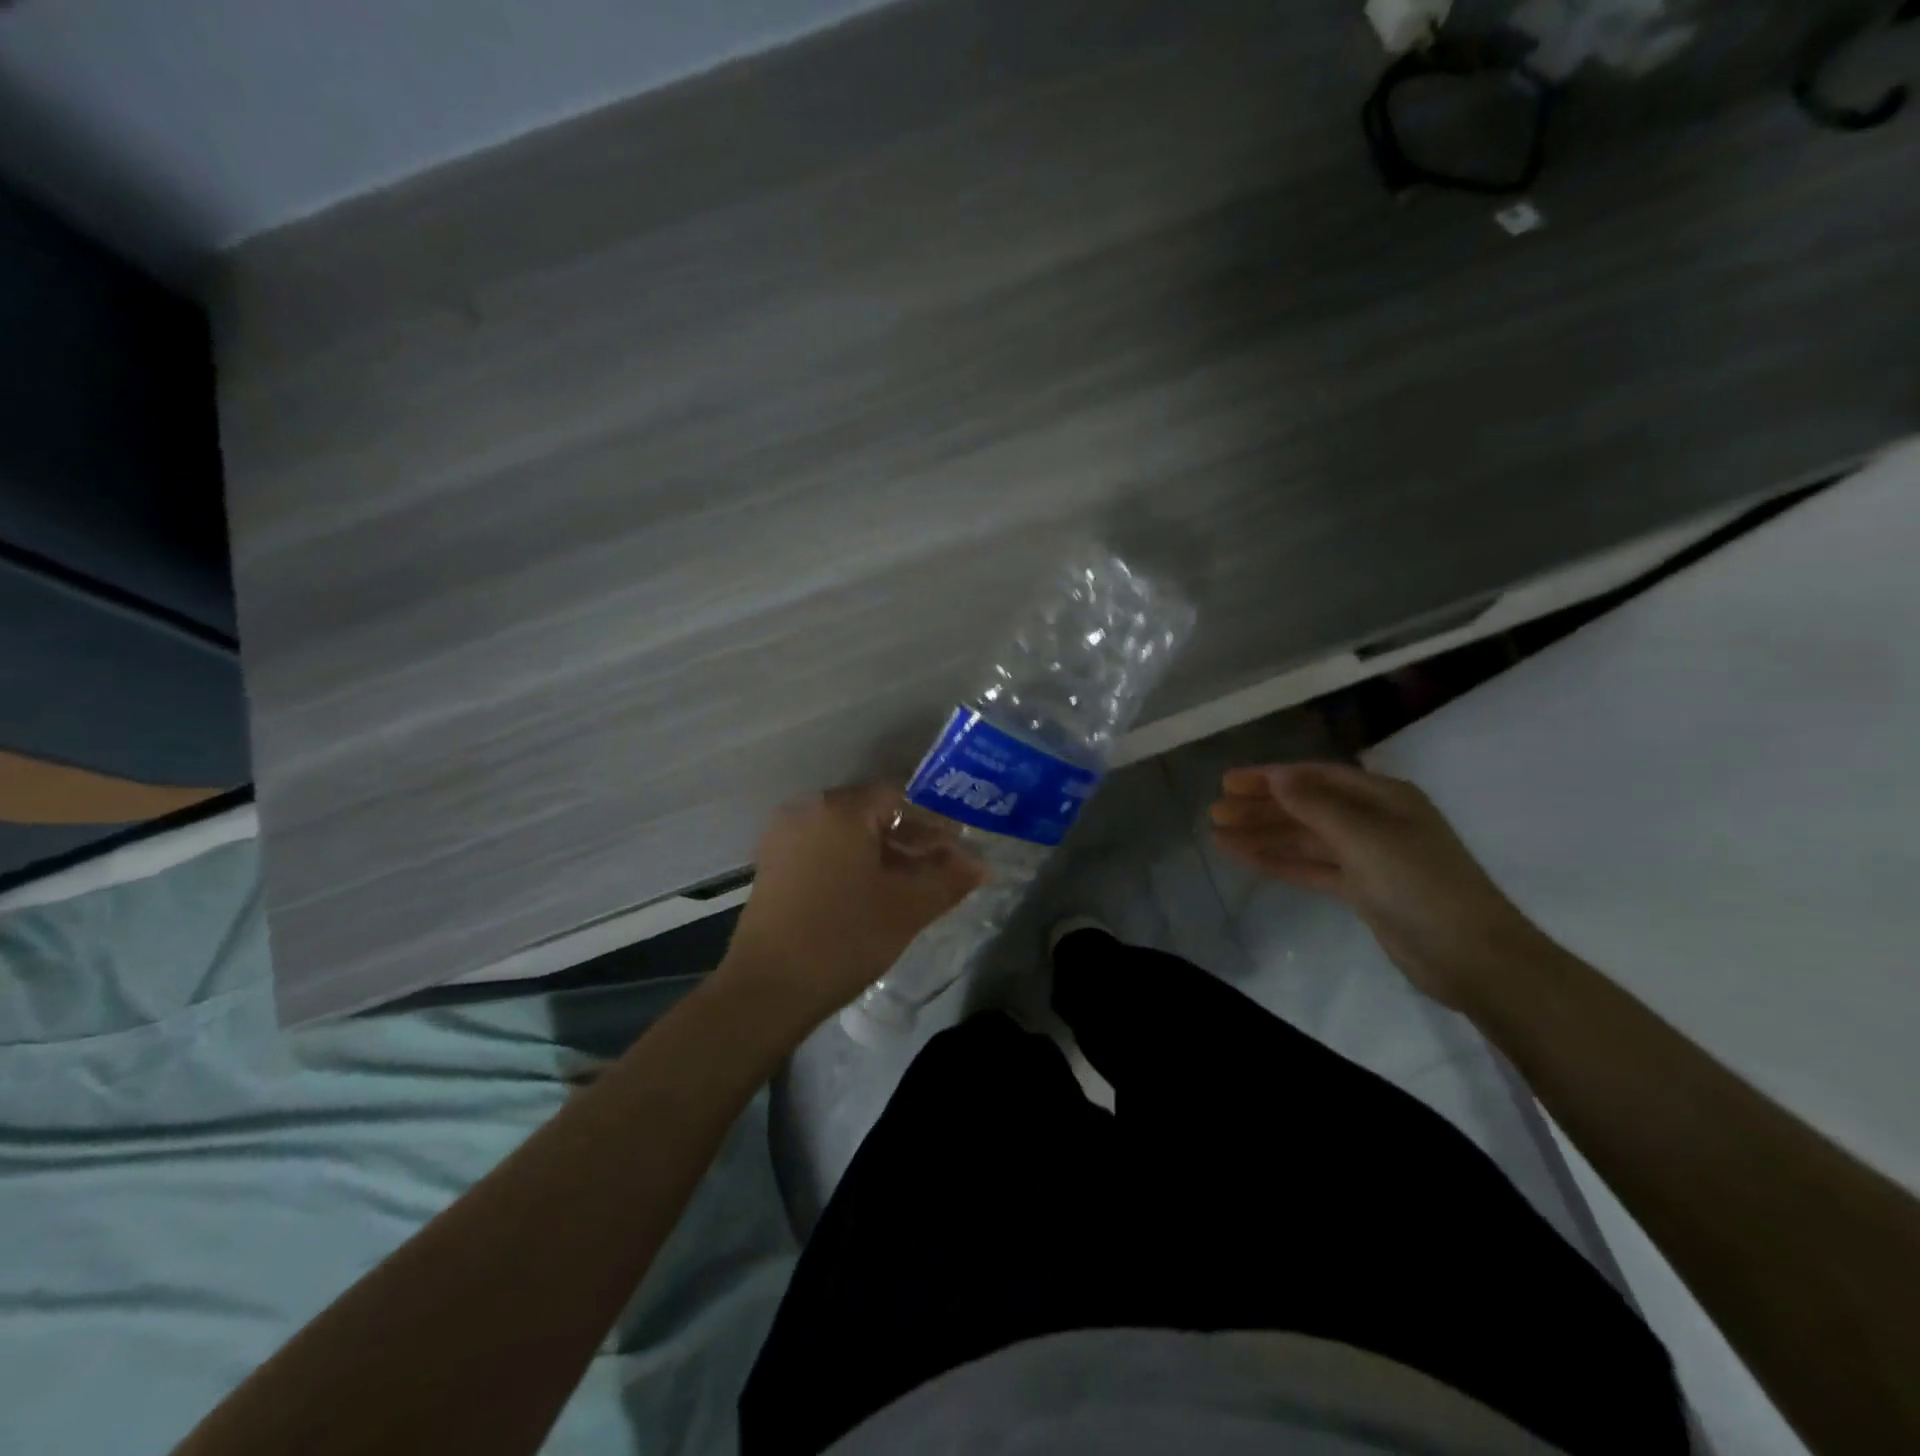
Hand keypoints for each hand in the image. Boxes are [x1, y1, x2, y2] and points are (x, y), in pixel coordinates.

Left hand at [715, 783, 986, 1026]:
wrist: (768, 989)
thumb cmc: (844, 938)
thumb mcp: (907, 908)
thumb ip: (949, 879)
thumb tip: (981, 865)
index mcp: (840, 809)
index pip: (899, 797)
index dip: (934, 821)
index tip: (958, 846)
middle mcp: (808, 810)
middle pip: (871, 812)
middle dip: (910, 837)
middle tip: (942, 866)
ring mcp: (784, 836)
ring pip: (847, 832)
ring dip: (883, 851)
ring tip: (913, 883)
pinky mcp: (773, 864)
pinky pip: (823, 848)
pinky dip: (853, 861)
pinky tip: (874, 891)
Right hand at [1209, 761, 1546, 1009]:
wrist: (1474, 957)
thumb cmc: (1421, 885)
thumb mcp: (1365, 838)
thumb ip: (1316, 806)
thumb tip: (1278, 776)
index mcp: (1383, 797)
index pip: (1315, 778)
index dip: (1270, 778)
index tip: (1228, 782)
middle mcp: (1373, 820)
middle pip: (1305, 807)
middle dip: (1260, 808)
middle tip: (1215, 811)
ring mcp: (1367, 857)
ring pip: (1303, 839)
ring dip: (1263, 835)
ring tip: (1218, 835)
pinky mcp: (1361, 890)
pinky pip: (1311, 867)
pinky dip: (1279, 862)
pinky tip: (1247, 858)